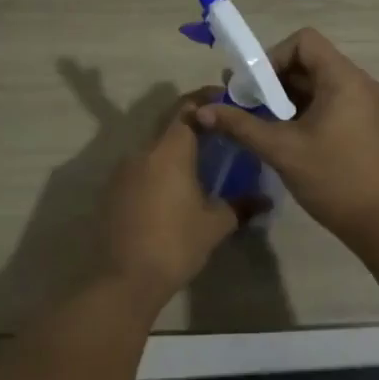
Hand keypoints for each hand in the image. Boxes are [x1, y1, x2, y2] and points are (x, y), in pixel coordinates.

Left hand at [101, 89, 268, 304]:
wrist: (123, 279)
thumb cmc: (174, 244)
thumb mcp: (215, 225)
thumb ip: (240, 205)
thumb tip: (265, 200)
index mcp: (170, 150)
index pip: (188, 108)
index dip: (206, 99)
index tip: (226, 101)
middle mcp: (143, 151)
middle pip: (170, 125)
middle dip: (195, 125)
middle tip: (220, 134)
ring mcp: (123, 170)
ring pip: (155, 148)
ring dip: (176, 150)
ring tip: (201, 164)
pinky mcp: (113, 190)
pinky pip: (141, 168)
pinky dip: (160, 169)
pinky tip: (174, 189)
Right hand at [194, 28, 378, 239]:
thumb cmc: (335, 179)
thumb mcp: (282, 150)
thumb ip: (241, 125)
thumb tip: (203, 111)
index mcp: (343, 78)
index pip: (303, 41)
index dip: (273, 56)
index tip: (254, 88)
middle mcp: (358, 83)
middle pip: (309, 62)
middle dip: (273, 80)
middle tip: (246, 106)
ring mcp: (365, 105)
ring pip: (317, 85)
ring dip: (286, 98)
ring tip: (260, 124)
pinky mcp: (365, 125)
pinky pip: (329, 103)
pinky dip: (304, 112)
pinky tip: (285, 138)